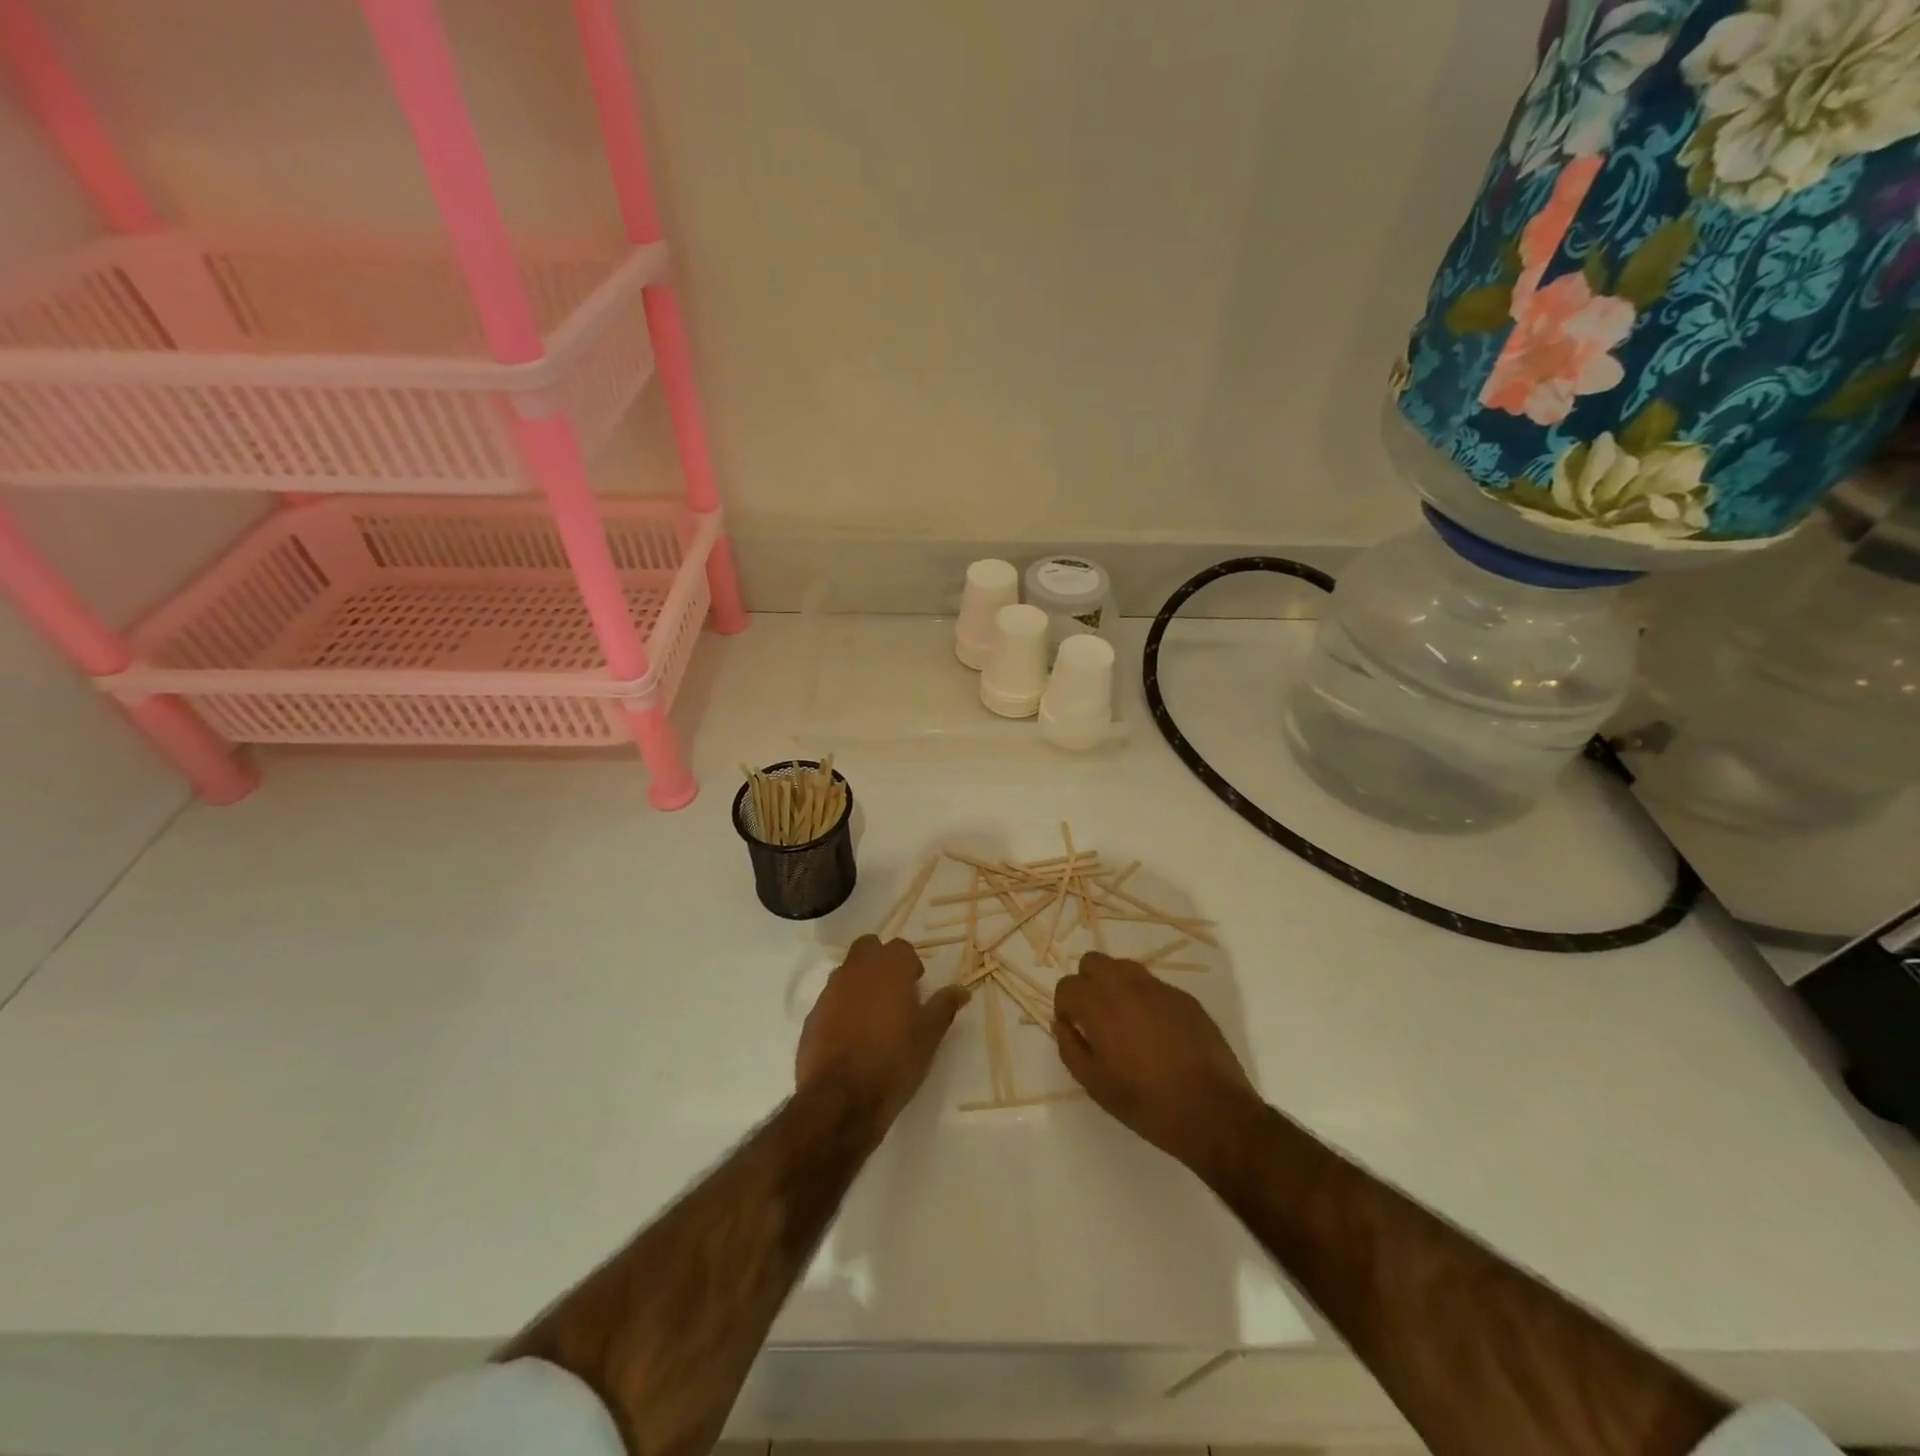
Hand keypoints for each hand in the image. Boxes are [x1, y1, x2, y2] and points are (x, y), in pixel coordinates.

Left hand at [797, 936, 967, 1129]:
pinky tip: (851, 1036)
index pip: (901, 947)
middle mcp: (856, 970)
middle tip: (894, 992)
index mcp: (888, 967)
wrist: (841, 1099)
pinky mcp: (812, 1015)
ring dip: (860, 983)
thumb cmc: (894, 1060)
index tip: (916, 987)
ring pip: (847, 972)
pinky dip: (842, 1007)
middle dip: (880, 961)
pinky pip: (831, 1000)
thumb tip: (962, 990)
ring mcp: (830, 991)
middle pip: (868, 947)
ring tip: (873, 1016)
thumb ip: (944, 1006)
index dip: (910, 964)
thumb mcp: (929, 1035)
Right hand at [1054, 952, 1258, 1172]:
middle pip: (1093, 962)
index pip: (1067, 985)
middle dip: (1087, 984)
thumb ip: (1070, 1048)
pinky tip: (1157, 1033)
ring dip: (1115, 986)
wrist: (1212, 1111)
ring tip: (1124, 1022)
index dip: (1064, 1007)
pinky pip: (1154, 986)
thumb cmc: (1146, 1103)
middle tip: (1094, 1018)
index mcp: (1100, 1005)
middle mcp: (1127, 986)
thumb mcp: (1095, 1084)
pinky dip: (1145, 999)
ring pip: (1124, 968)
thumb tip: (1062, 1025)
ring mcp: (1159, 988)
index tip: (1073, 1029)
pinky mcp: (1184, 997)